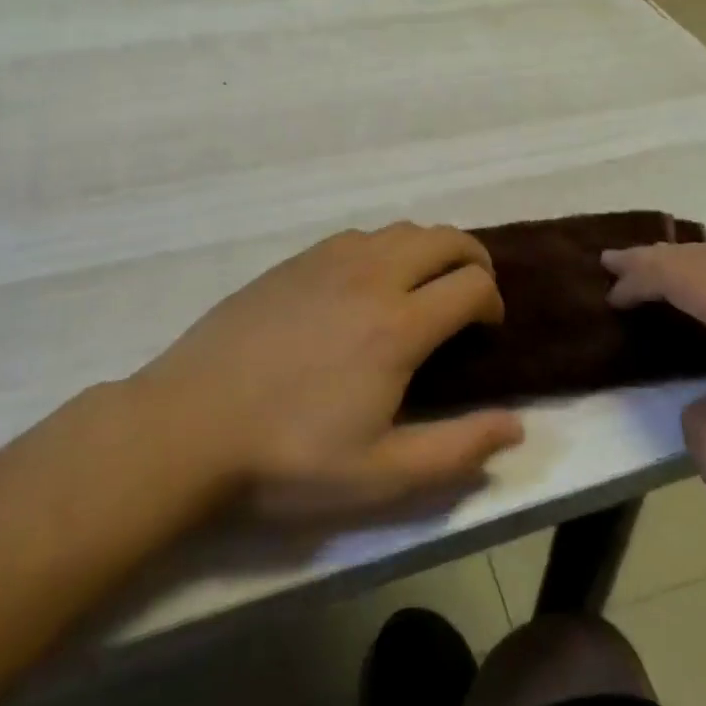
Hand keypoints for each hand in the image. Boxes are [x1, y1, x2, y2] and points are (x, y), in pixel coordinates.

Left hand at [144, 224, 523, 518]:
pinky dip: (386, 248)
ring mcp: (331, 260)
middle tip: (470, 296)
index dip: (493, 302)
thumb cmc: (288, 457)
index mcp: (399, 325)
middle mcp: (373, 276)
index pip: (472, 285)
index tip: (486, 329)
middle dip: (473, 259)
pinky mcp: (298, 260)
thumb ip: (456, 449)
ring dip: (430, 250)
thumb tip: (516, 425)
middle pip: (445, 238)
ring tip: (424, 288)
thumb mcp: (379, 476)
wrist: (190, 423)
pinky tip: (368, 285)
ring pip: (403, 229)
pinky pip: (360, 236)